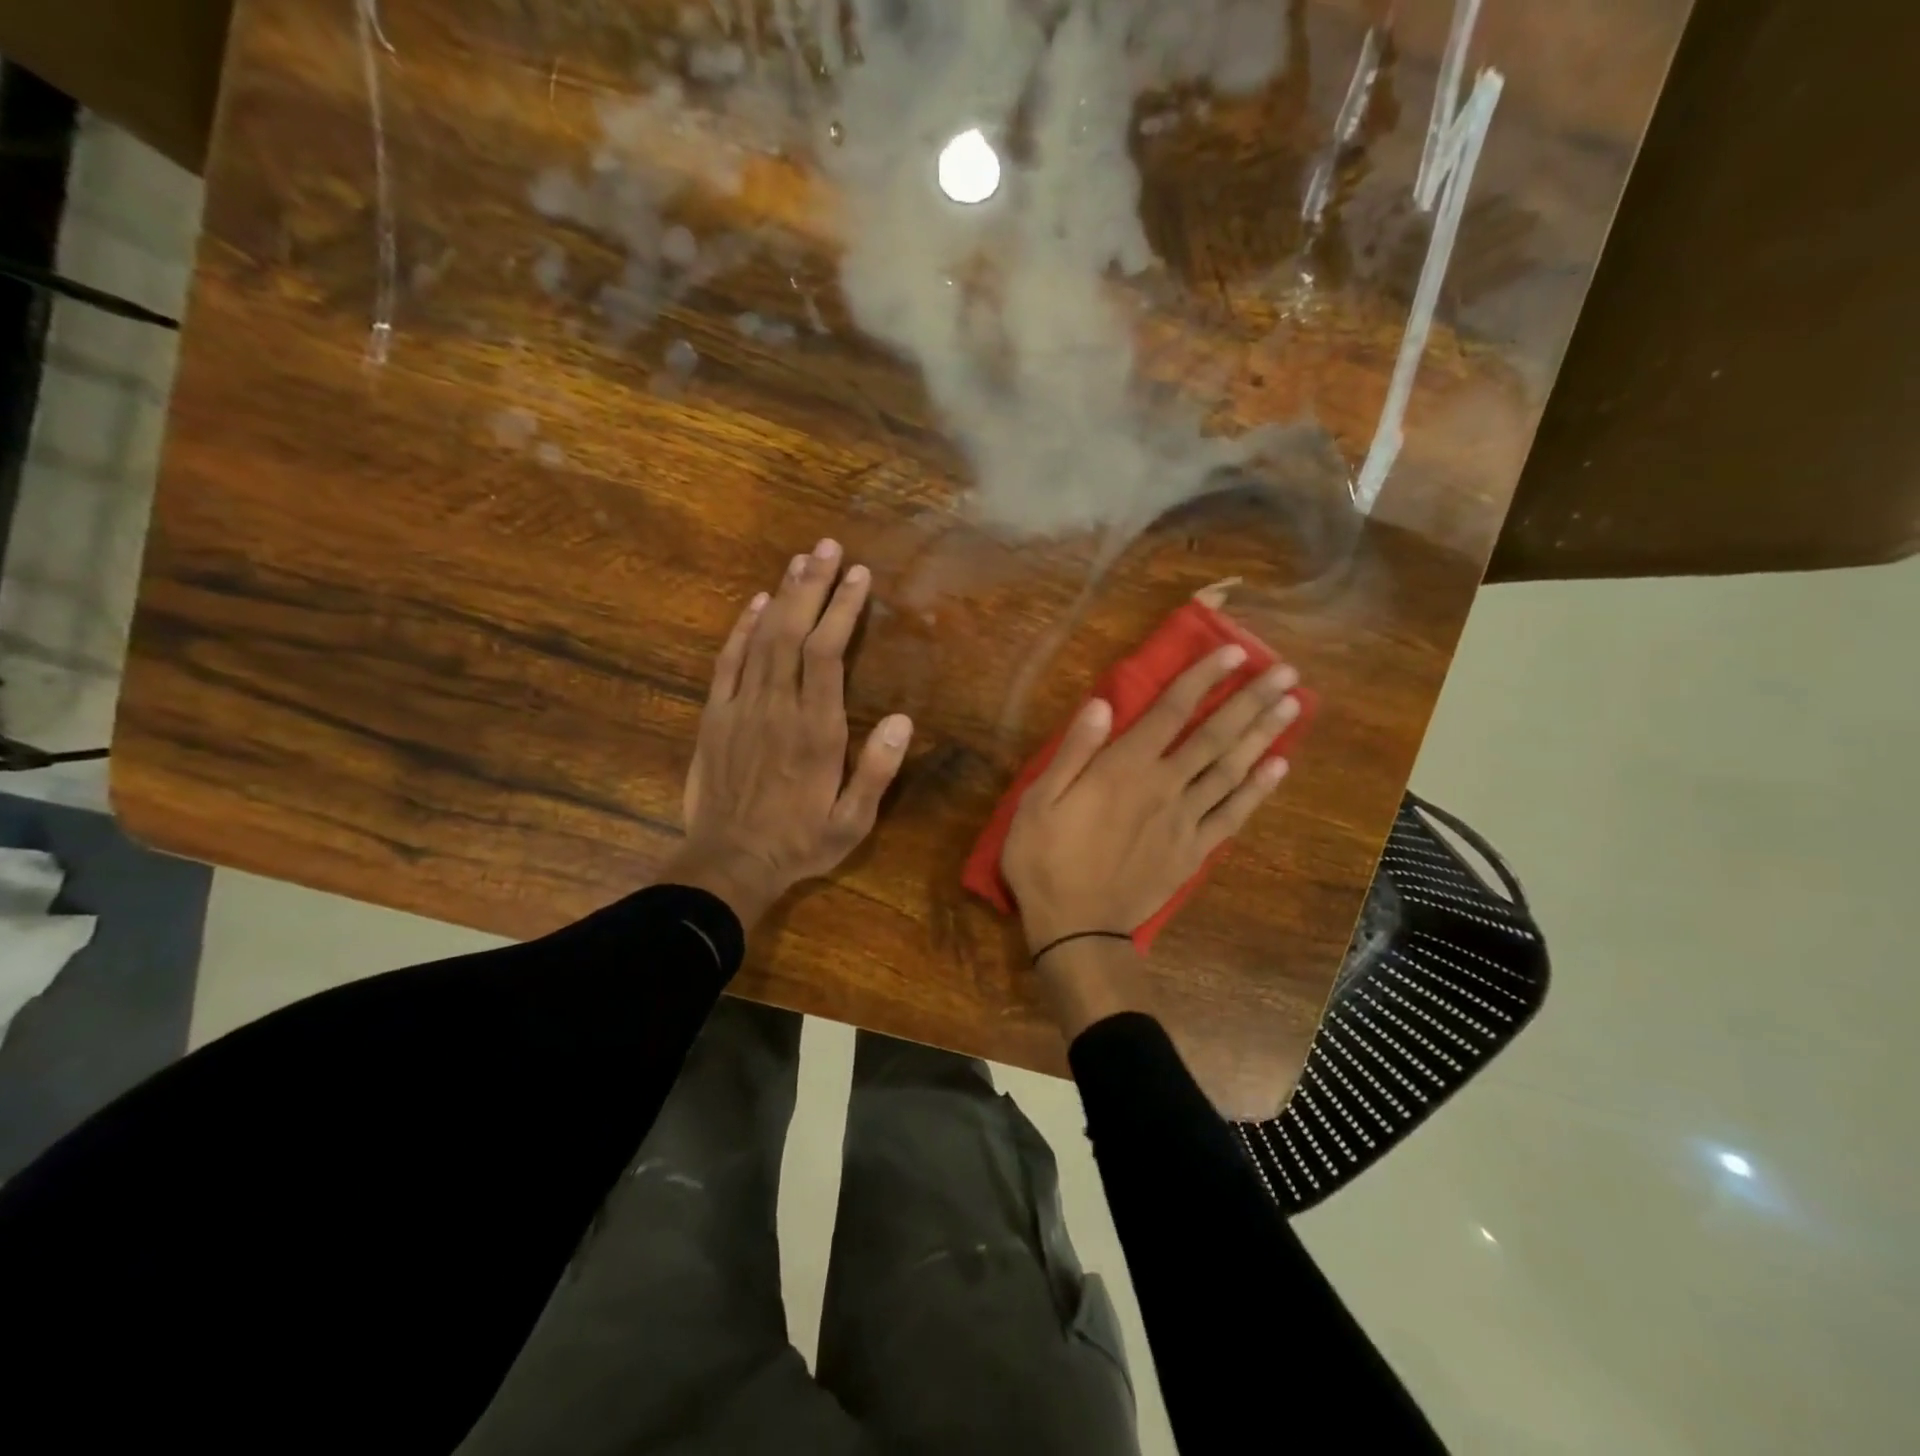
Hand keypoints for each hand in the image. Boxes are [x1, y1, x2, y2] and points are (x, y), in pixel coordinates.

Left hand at [667, 539, 912, 925]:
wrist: (728, 863)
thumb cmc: (799, 843)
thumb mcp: (852, 822)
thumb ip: (876, 771)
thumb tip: (902, 720)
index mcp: (816, 731)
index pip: (829, 655)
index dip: (842, 610)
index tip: (857, 575)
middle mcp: (778, 708)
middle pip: (794, 633)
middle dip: (812, 585)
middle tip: (827, 546)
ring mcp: (742, 708)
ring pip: (762, 639)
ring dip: (783, 596)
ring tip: (800, 559)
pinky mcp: (716, 716)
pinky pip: (728, 662)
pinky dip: (742, 628)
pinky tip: (757, 603)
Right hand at [1001, 645, 1298, 951]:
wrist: (1076, 928)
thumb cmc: (1046, 859)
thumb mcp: (1039, 801)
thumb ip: (1074, 751)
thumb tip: (1102, 703)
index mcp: (1124, 769)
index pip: (1170, 711)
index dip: (1202, 678)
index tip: (1233, 652)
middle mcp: (1164, 786)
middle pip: (1215, 736)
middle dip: (1250, 700)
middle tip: (1286, 672)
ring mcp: (1185, 820)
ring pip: (1231, 770)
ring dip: (1263, 736)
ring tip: (1293, 706)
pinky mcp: (1194, 852)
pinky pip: (1233, 815)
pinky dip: (1258, 791)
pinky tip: (1279, 768)